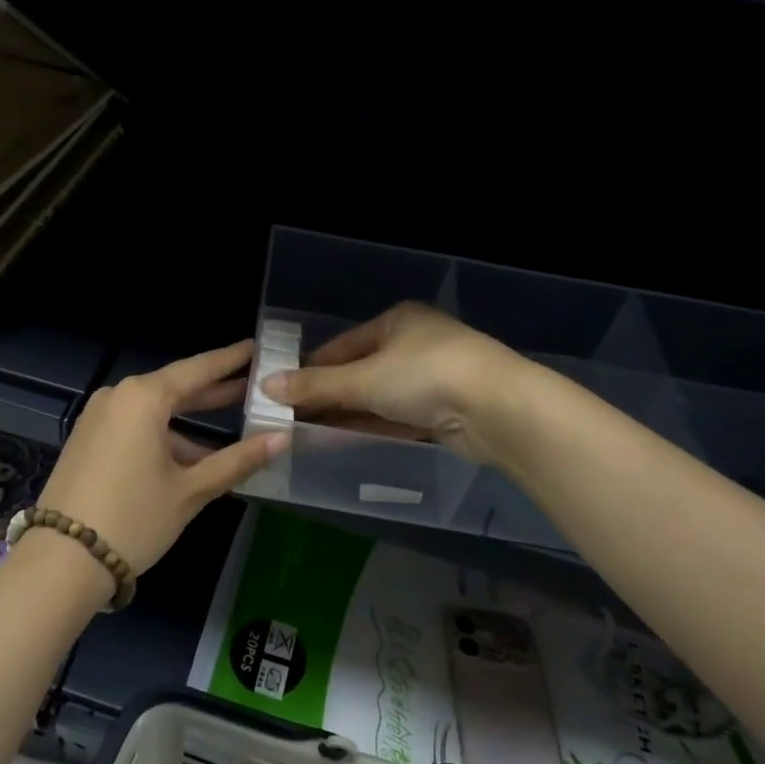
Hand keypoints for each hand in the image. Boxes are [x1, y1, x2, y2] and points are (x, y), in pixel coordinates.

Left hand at [37, 339, 284, 577]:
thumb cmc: (134, 518)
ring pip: (155, 412)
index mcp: (144, 397)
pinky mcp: (87, 440)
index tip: (255, 347)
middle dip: (214, 391)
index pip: (197, 370)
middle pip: (176, 388)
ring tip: (233, 433)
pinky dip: (164, 437)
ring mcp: (98, 418)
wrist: (61, 562)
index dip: (230, 360)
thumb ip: (237, 460)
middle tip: (253, 385)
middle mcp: (118, 397)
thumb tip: (282, 438)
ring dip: (190, 424)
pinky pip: (135, 427)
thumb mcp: (191, 490)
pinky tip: (191, 459)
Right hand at [259, 303, 517, 463]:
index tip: (280, 391)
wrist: (500, 410)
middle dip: (326, 396)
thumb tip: (265, 386)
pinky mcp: (443, 411)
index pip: (341, 345)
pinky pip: (395, 418)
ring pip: (377, 398)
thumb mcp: (364, 379)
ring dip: (345, 415)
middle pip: (358, 372)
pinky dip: (370, 427)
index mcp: (396, 321)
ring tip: (306, 433)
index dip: (309, 368)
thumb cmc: (426, 376)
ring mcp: (431, 379)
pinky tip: (340, 442)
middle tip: (289, 418)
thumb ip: (315, 386)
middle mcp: (413, 345)